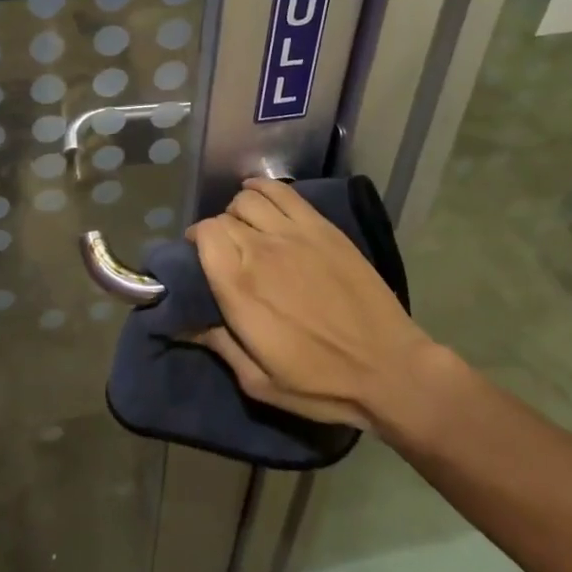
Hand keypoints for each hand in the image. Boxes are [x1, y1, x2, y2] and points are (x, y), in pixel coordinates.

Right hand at [188, 179, 432, 430]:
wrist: (389, 370)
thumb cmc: (321, 383)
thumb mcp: (259, 382)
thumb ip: (218, 345)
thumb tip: (182, 323)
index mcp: (240, 289)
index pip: (205, 236)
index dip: (198, 242)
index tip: (200, 258)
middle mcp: (261, 251)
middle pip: (224, 218)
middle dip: (217, 231)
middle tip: (225, 252)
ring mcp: (294, 234)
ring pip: (248, 199)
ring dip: (238, 211)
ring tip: (245, 228)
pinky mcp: (322, 227)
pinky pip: (282, 192)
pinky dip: (264, 188)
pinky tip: (260, 197)